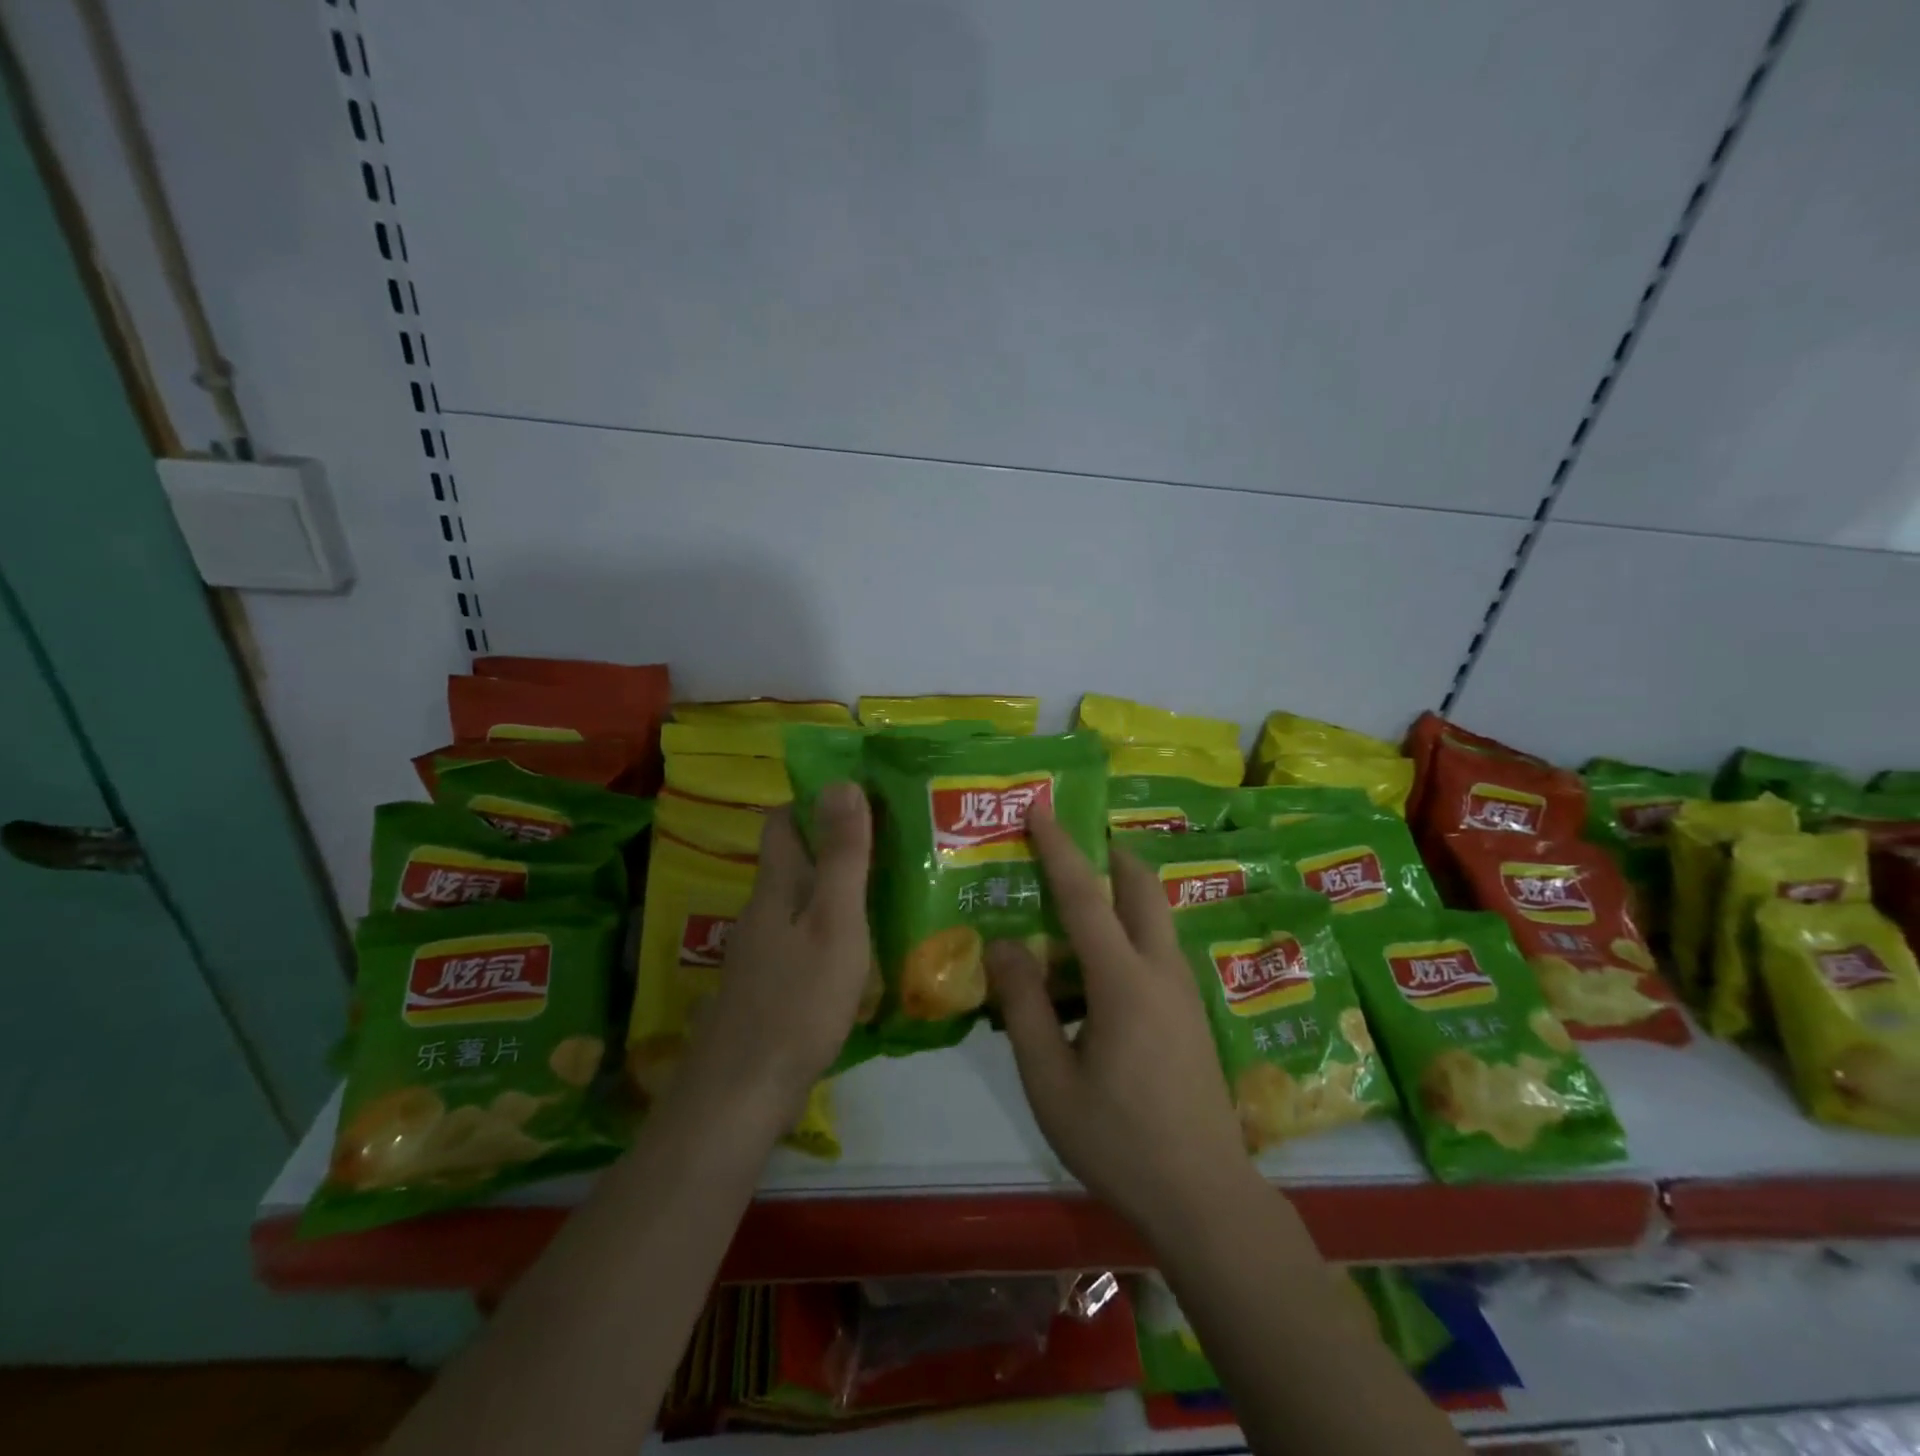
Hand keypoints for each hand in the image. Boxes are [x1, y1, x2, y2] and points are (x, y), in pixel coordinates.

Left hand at [685, 785, 872, 1119]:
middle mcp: (764, 909)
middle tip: (894, 838)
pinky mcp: (770, 984)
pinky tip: (864, 945)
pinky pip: (804, 936)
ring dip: (838, 886)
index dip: (816, 799)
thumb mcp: (834, 921)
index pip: (784, 820)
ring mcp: (763, 950)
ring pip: (802, 899)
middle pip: (795, 859)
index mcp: (777, 885)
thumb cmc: (798, 1000)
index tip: (864, 792)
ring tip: (892, 885)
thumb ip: (842, 856)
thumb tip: (842, 782)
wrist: (743, 1092)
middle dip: (836, 842)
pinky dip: (833, 926)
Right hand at [987, 809, 1263, 1239]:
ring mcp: (1185, 991)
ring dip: (1121, 890)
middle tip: (1069, 840)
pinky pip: (1159, 946)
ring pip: (1155, 915)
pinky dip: (1130, 927)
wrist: (1205, 1198)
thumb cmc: (1119, 1141)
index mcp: (1125, 981)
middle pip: (1141, 886)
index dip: (1058, 847)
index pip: (1085, 896)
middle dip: (1107, 852)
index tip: (1040, 805)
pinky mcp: (1192, 1013)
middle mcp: (1162, 970)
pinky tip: (1100, 964)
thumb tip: (1002, 945)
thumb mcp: (1050, 1081)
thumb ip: (1023, 1007)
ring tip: (1077, 900)